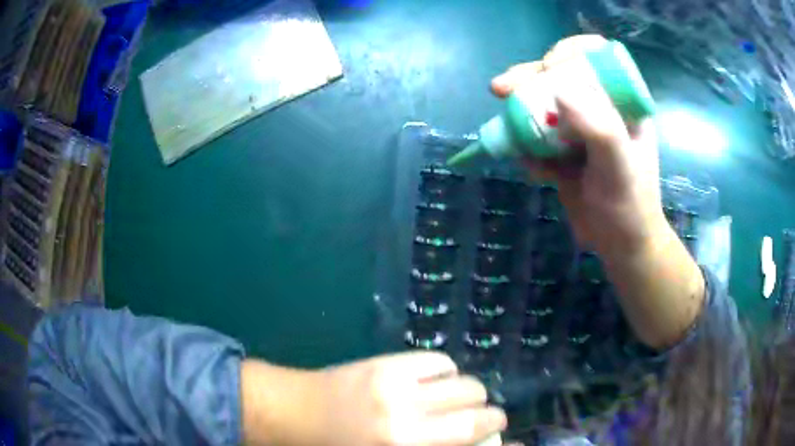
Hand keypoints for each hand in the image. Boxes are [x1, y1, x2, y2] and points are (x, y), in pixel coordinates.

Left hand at [242, 352, 506, 445]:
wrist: (286, 412)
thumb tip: (461, 440)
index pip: (471, 437)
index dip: (496, 435)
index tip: (502, 434)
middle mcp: (409, 419)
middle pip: (477, 409)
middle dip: (488, 414)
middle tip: (481, 420)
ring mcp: (398, 386)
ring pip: (464, 382)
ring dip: (468, 393)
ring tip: (455, 401)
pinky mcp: (386, 363)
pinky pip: (438, 361)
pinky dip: (447, 372)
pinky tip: (434, 382)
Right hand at [491, 35, 666, 256]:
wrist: (620, 245)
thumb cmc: (629, 205)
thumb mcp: (619, 166)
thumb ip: (599, 127)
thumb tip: (558, 89)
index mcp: (621, 101)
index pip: (595, 58)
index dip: (569, 53)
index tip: (549, 68)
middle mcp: (599, 108)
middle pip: (560, 77)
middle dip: (530, 79)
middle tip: (503, 89)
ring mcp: (578, 130)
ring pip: (542, 105)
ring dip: (520, 112)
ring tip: (506, 127)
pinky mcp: (562, 151)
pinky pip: (536, 138)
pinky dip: (526, 148)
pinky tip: (532, 168)